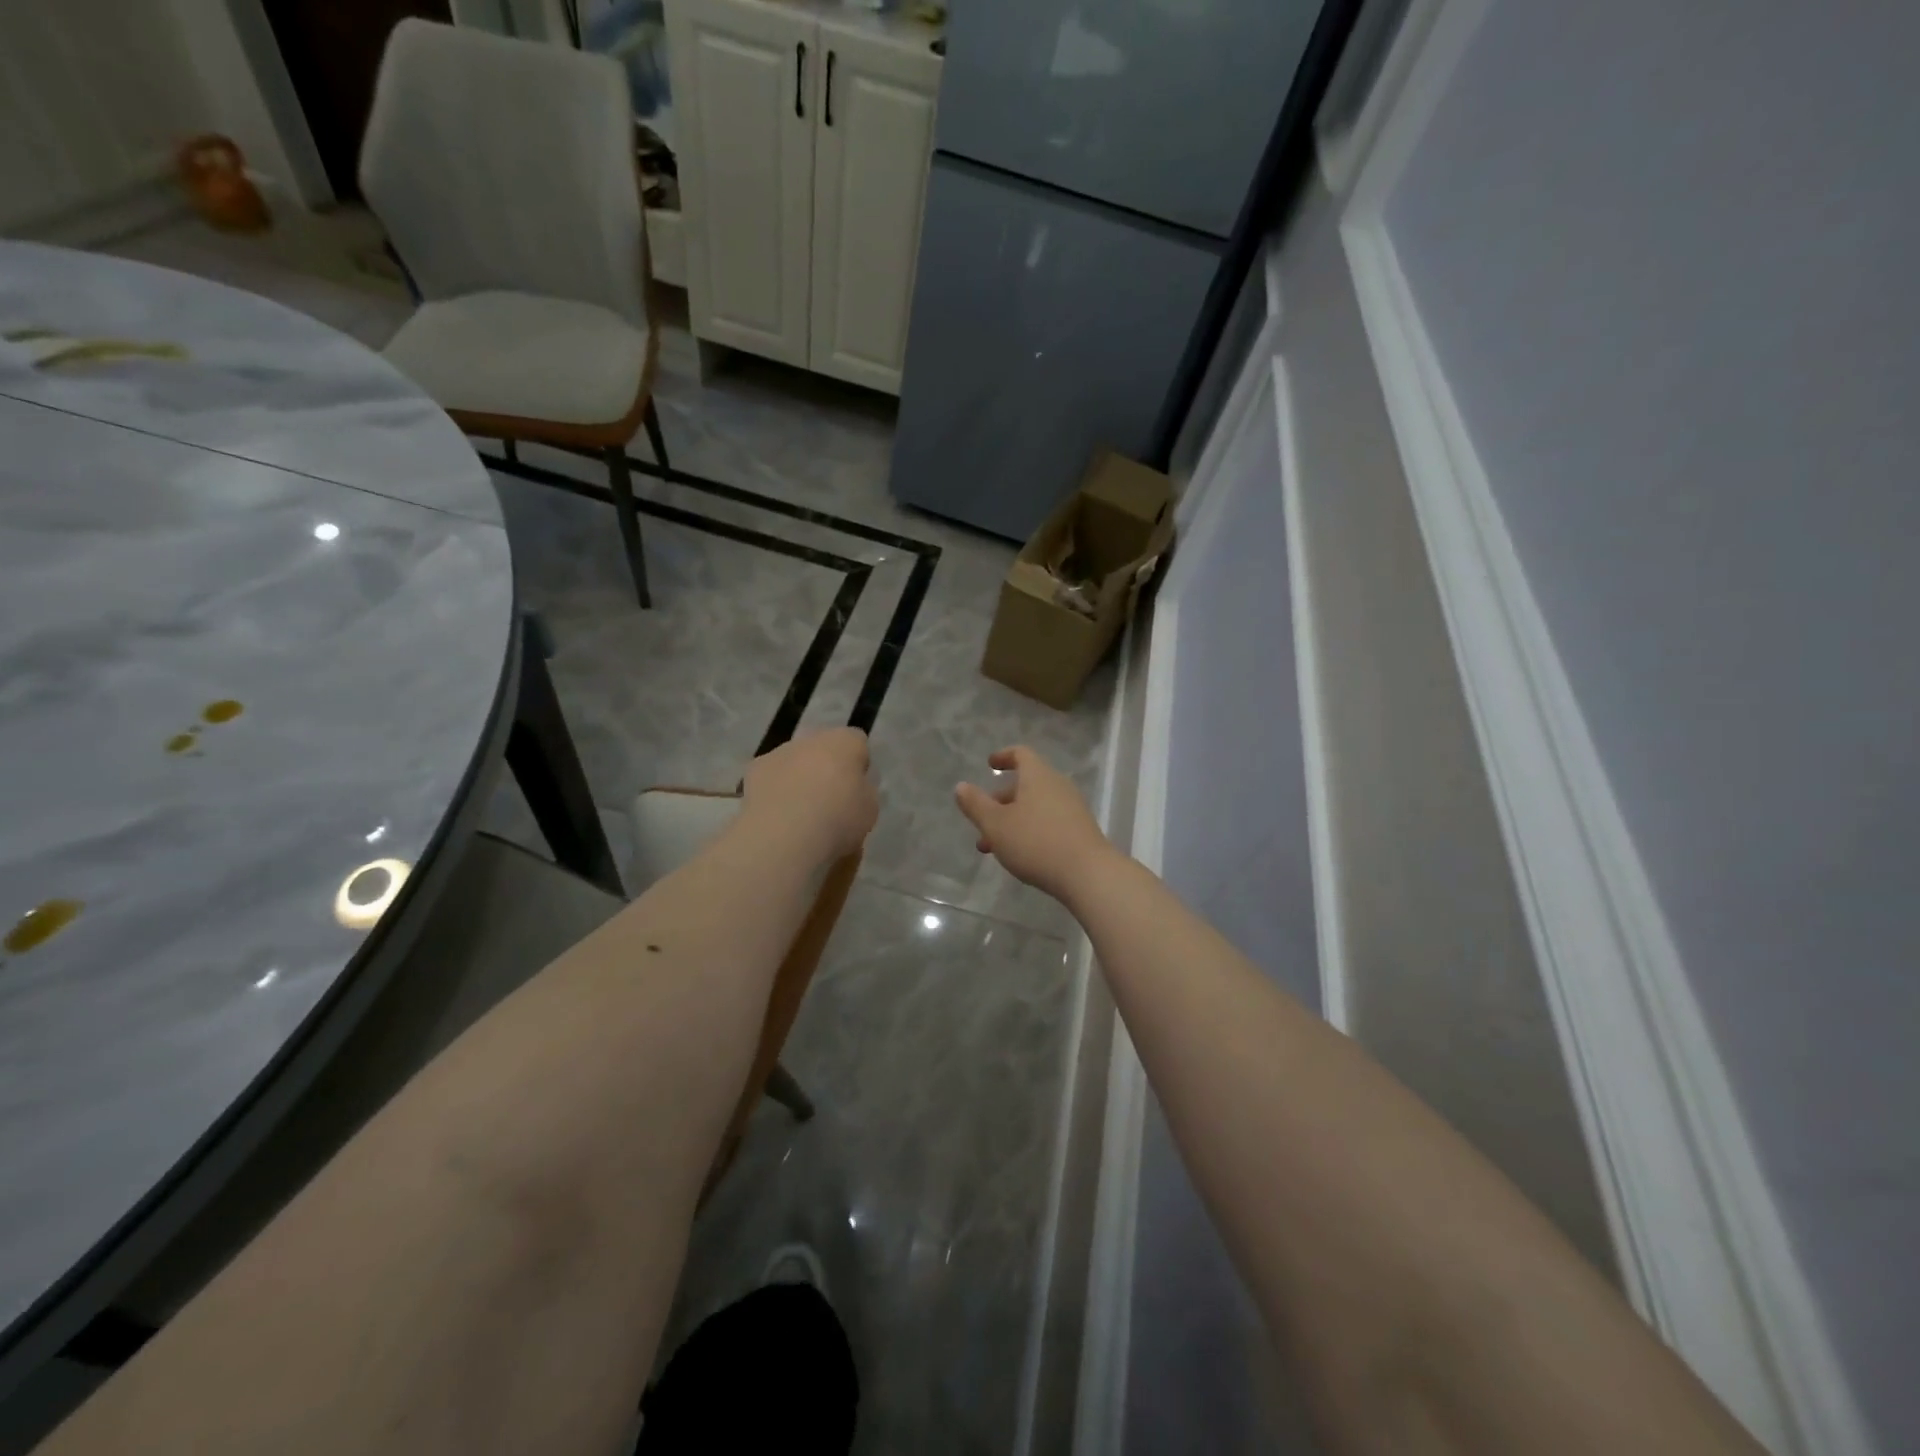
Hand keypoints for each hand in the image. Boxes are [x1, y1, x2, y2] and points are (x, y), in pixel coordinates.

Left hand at [743, 728, 877, 861]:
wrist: (785, 836)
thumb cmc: (838, 819)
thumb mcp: (869, 809)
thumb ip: (863, 791)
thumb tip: (853, 788)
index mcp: (845, 742)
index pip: (857, 742)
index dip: (858, 764)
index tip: (857, 789)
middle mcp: (811, 738)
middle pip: (824, 749)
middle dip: (826, 769)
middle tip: (830, 802)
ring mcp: (780, 752)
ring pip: (795, 761)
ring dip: (799, 778)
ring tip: (800, 814)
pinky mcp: (755, 770)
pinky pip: (772, 777)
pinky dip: (775, 791)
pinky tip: (778, 816)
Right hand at [954, 746, 1116, 901]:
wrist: (1088, 874)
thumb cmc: (1036, 843)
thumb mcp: (996, 825)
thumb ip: (976, 805)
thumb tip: (961, 786)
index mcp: (1038, 776)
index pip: (1021, 754)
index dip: (1004, 756)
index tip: (990, 764)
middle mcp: (1058, 785)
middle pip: (1027, 783)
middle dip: (1001, 800)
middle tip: (983, 819)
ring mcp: (1072, 808)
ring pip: (1035, 806)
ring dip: (1013, 820)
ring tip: (994, 847)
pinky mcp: (1080, 830)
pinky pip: (1049, 821)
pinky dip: (1030, 830)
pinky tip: (1021, 855)